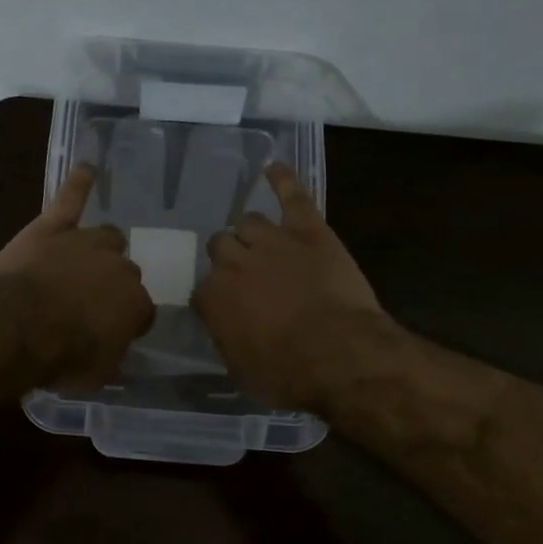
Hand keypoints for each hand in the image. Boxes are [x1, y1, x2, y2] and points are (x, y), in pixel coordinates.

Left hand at [0, 164, 154, 386]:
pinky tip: (86, 169)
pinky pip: (70, 199)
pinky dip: (78, 184)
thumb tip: (114, 353)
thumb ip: (112, 358)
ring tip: (88, 258)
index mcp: (135, 304)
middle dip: (111, 286)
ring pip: (107, 237)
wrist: (16, 326)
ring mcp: (86, 242)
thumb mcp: (95, 374)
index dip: (125, 322)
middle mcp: (119, 267)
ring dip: (100, 248)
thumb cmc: (60, 356)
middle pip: (125, 272)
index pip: (141, 311)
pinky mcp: (53, 227)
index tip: (109, 333)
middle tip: (89, 303)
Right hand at [193, 164, 392, 409]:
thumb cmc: (288, 375)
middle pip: (219, 246)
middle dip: (230, 259)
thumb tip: (224, 328)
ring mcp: (271, 241)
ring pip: (248, 222)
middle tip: (248, 276)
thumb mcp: (242, 373)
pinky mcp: (308, 229)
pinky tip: (274, 168)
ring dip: (252, 233)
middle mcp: (233, 263)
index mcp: (213, 299)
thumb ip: (226, 342)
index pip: (202, 290)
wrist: (339, 355)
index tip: (228, 310)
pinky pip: (291, 195)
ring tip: (263, 242)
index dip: (216, 299)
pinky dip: (282, 180)